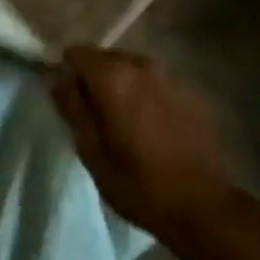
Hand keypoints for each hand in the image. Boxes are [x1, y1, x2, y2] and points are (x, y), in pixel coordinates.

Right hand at [50, 46, 236, 240]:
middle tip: (97, 116)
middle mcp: (143, 65)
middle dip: (97, 80)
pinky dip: (149, 96)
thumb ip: (71, 107)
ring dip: (125, 87)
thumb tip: (56, 78)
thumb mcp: (90, 151)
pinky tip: (155, 127)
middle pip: (107, 58)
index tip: (69, 101)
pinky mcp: (193, 92)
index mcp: (113, 77)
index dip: (68, 74)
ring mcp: (172, 76)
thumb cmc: (137, 182)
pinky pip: (158, 83)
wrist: (202, 205)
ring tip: (126, 122)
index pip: (76, 53)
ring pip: (134, 70)